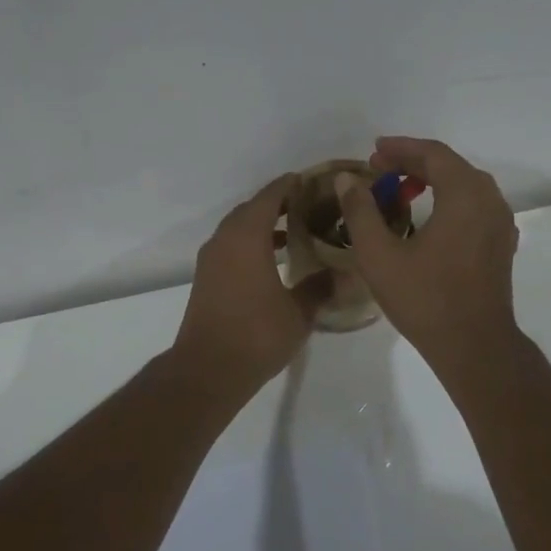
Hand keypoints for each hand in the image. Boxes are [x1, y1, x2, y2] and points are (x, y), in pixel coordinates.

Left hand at [172, 174, 322, 391]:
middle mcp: (225, 239)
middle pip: (252, 208)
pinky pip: (232, 246)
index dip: (291, 185)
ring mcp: (212, 259)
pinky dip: (252, 243)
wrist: (208, 369)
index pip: (270, 196)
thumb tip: (344, 273)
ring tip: (296, 230)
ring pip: (239, 228)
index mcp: (247, 237)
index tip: (313, 181)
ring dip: (264, 224)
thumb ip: (320, 287)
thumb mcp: (299, 312)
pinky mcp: (207, 278)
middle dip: (278, 203)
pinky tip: (274, 260)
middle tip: (310, 206)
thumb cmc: (256, 335)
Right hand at [336, 137, 523, 373]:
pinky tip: (428, 218)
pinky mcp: (501, 244)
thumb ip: (360, 211)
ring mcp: (500, 223)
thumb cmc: (425, 299)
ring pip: (464, 185)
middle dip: (413, 162)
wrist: (474, 345)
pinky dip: (448, 200)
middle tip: (379, 169)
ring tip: (399, 190)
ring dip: (432, 180)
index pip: (432, 154)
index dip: (400, 148)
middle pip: (450, 166)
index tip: (373, 151)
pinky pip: (474, 206)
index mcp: (465, 194)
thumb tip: (347, 180)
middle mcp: (489, 200)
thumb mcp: (379, 255)